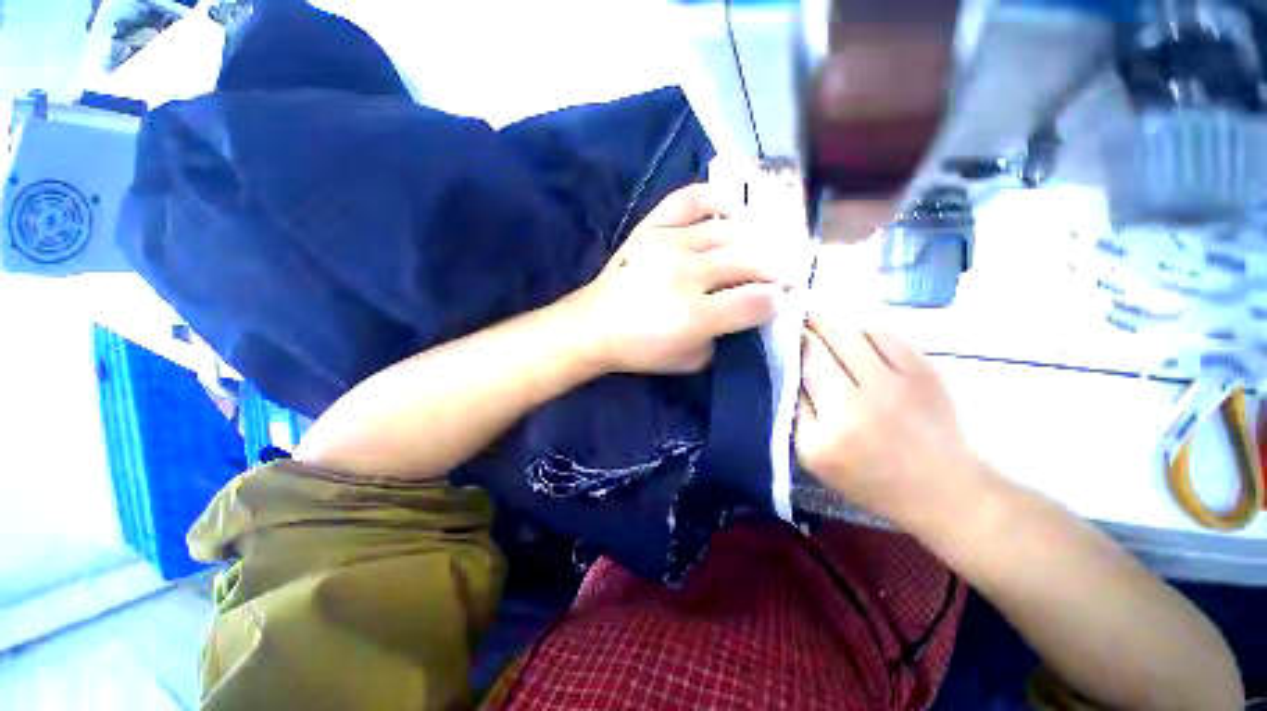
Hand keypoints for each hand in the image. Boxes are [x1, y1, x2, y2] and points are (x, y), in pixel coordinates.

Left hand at [571, 184, 788, 374]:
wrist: (594, 326)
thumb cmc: (641, 349)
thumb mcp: (689, 361)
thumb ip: (722, 338)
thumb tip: (745, 312)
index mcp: (695, 315)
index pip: (756, 301)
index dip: (779, 300)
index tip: (785, 299)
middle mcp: (686, 275)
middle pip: (750, 262)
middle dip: (778, 269)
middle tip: (788, 273)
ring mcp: (668, 245)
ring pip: (729, 232)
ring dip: (758, 239)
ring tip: (767, 247)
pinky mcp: (651, 228)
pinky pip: (690, 200)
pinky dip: (717, 198)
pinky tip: (733, 210)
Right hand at [794, 311, 985, 525]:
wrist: (940, 487)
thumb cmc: (867, 475)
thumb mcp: (812, 454)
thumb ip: (796, 409)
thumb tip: (789, 366)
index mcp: (830, 428)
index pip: (802, 368)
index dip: (789, 342)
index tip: (780, 330)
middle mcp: (862, 402)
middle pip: (824, 344)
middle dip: (805, 325)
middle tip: (795, 317)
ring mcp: (898, 383)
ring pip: (852, 332)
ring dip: (830, 321)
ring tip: (818, 317)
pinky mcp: (925, 371)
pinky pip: (885, 333)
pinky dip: (863, 325)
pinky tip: (853, 328)